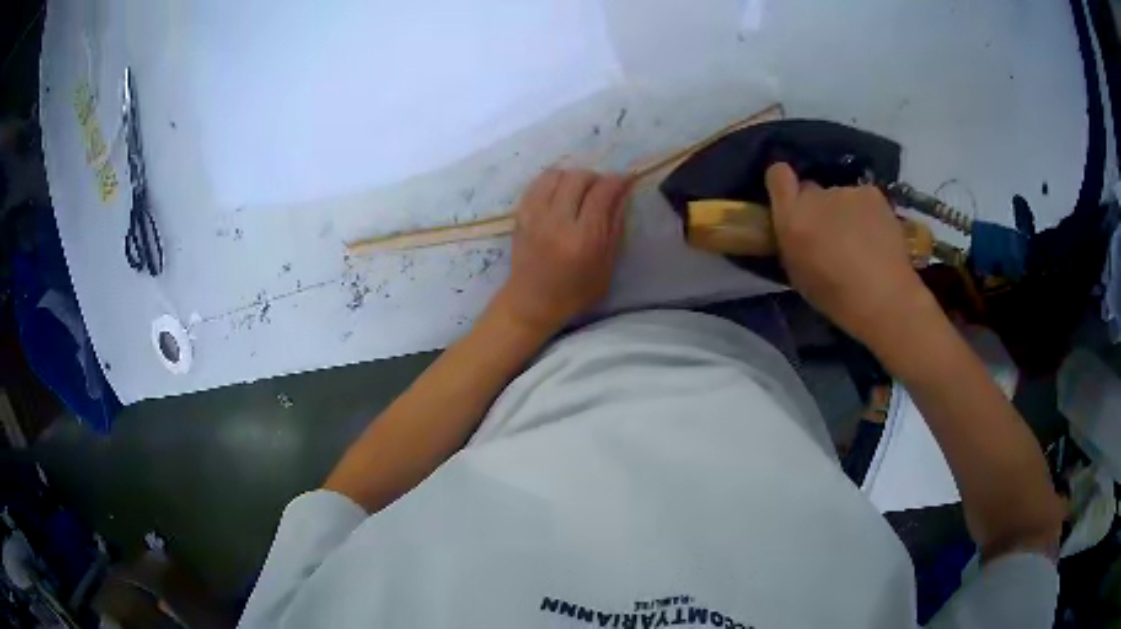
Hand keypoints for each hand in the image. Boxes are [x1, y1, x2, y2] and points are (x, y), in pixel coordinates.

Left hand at [494, 169, 631, 335]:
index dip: (617, 180)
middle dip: (596, 177)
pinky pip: (538, 183)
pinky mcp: (521, 214)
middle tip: (603, 188)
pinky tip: (560, 192)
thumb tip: (623, 192)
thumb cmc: (575, 291)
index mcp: (583, 238)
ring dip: (573, 176)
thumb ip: (615, 226)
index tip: (626, 178)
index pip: (602, 193)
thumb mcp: (606, 265)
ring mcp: (535, 215)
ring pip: (556, 174)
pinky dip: (553, 180)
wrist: (531, 302)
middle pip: (579, 178)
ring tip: (581, 189)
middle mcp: (557, 221)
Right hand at [765, 163, 933, 346]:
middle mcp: (816, 195)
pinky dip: (866, 212)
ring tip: (859, 240)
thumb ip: (792, 241)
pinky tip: (876, 235)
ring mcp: (846, 191)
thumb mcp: (798, 273)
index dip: (782, 183)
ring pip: (839, 196)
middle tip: (830, 232)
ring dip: (843, 211)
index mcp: (792, 217)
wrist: (884, 298)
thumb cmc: (835, 297)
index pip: (777, 175)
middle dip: (816, 206)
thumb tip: (794, 229)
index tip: (789, 197)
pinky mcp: (872, 193)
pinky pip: (862, 198)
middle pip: (811, 190)